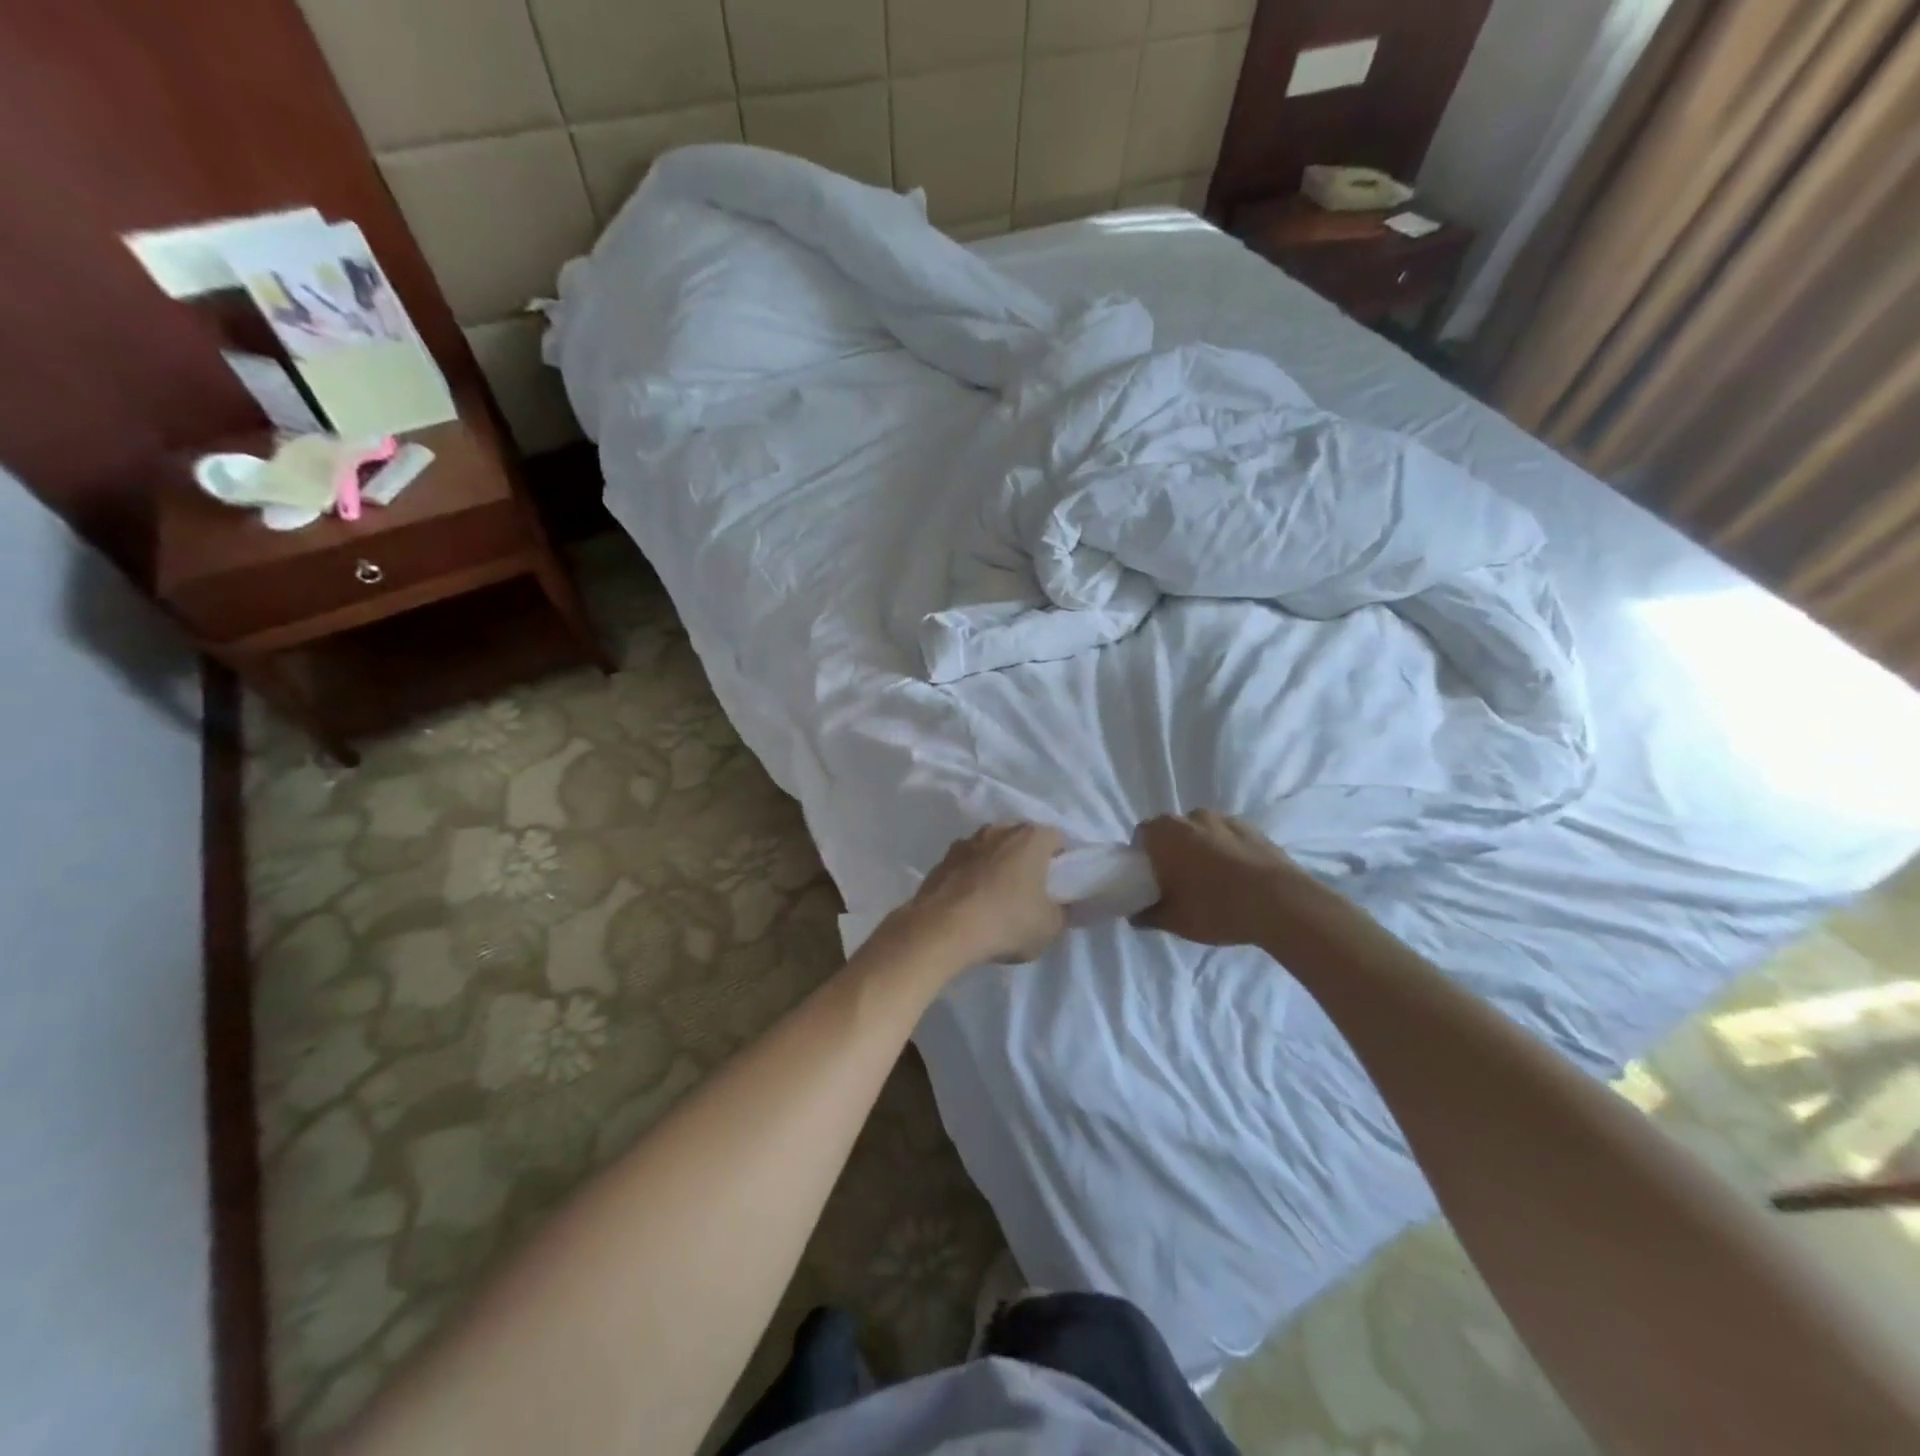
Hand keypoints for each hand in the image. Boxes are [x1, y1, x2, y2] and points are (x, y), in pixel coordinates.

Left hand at [902, 823, 1066, 965]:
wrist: (942, 930)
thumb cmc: (1006, 921)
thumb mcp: (1049, 927)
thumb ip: (1060, 911)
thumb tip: (1057, 906)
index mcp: (1030, 838)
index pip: (1056, 838)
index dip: (1061, 860)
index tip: (1058, 884)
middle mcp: (998, 830)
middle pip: (1020, 838)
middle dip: (1026, 858)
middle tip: (1029, 889)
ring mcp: (966, 842)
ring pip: (990, 848)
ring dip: (995, 865)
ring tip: (995, 897)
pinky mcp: (941, 860)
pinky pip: (965, 865)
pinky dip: (970, 877)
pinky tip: (969, 904)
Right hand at [1133, 811, 1325, 948]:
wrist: (1280, 902)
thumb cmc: (1215, 907)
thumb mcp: (1174, 920)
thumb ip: (1148, 915)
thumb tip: (1135, 915)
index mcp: (1165, 834)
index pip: (1142, 836)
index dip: (1143, 856)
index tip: (1151, 879)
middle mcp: (1191, 817)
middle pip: (1173, 831)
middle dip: (1172, 851)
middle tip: (1179, 882)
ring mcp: (1225, 819)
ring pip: (1202, 832)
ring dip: (1201, 849)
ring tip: (1212, 881)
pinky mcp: (1253, 828)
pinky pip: (1229, 837)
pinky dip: (1227, 851)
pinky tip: (1238, 878)